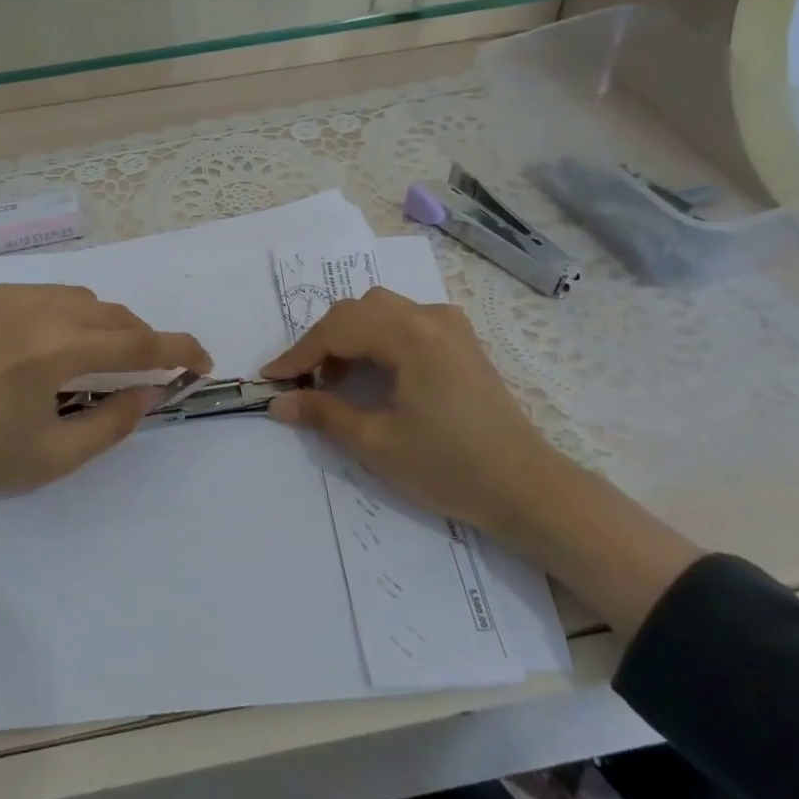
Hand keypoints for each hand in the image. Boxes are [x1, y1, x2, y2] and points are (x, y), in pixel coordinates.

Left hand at [0, 284, 210, 499]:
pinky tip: (47, 346)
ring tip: (95, 360)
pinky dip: (66, 314)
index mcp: (56, 350)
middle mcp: (37, 308)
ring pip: (82, 298)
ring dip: (104, 325)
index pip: (138, 344)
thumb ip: (113, 423)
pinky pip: (44, 294)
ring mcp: (6, 295)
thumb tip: (150, 393)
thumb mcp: (53, 456)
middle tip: (146, 372)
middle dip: (141, 340)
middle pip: (114, 314)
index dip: (179, 350)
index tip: (202, 361)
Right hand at [261, 287, 702, 634]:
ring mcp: (450, 325)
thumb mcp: (376, 443)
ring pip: (381, 311)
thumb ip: (323, 414)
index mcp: (410, 335)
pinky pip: (406, 322)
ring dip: (349, 337)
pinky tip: (375, 373)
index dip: (298, 354)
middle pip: (357, 311)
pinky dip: (378, 338)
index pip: (337, 329)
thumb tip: (277, 404)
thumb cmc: (449, 466)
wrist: (527, 488)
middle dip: (322, 342)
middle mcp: (430, 317)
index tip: (270, 379)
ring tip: (336, 380)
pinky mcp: (462, 341)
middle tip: (302, 382)